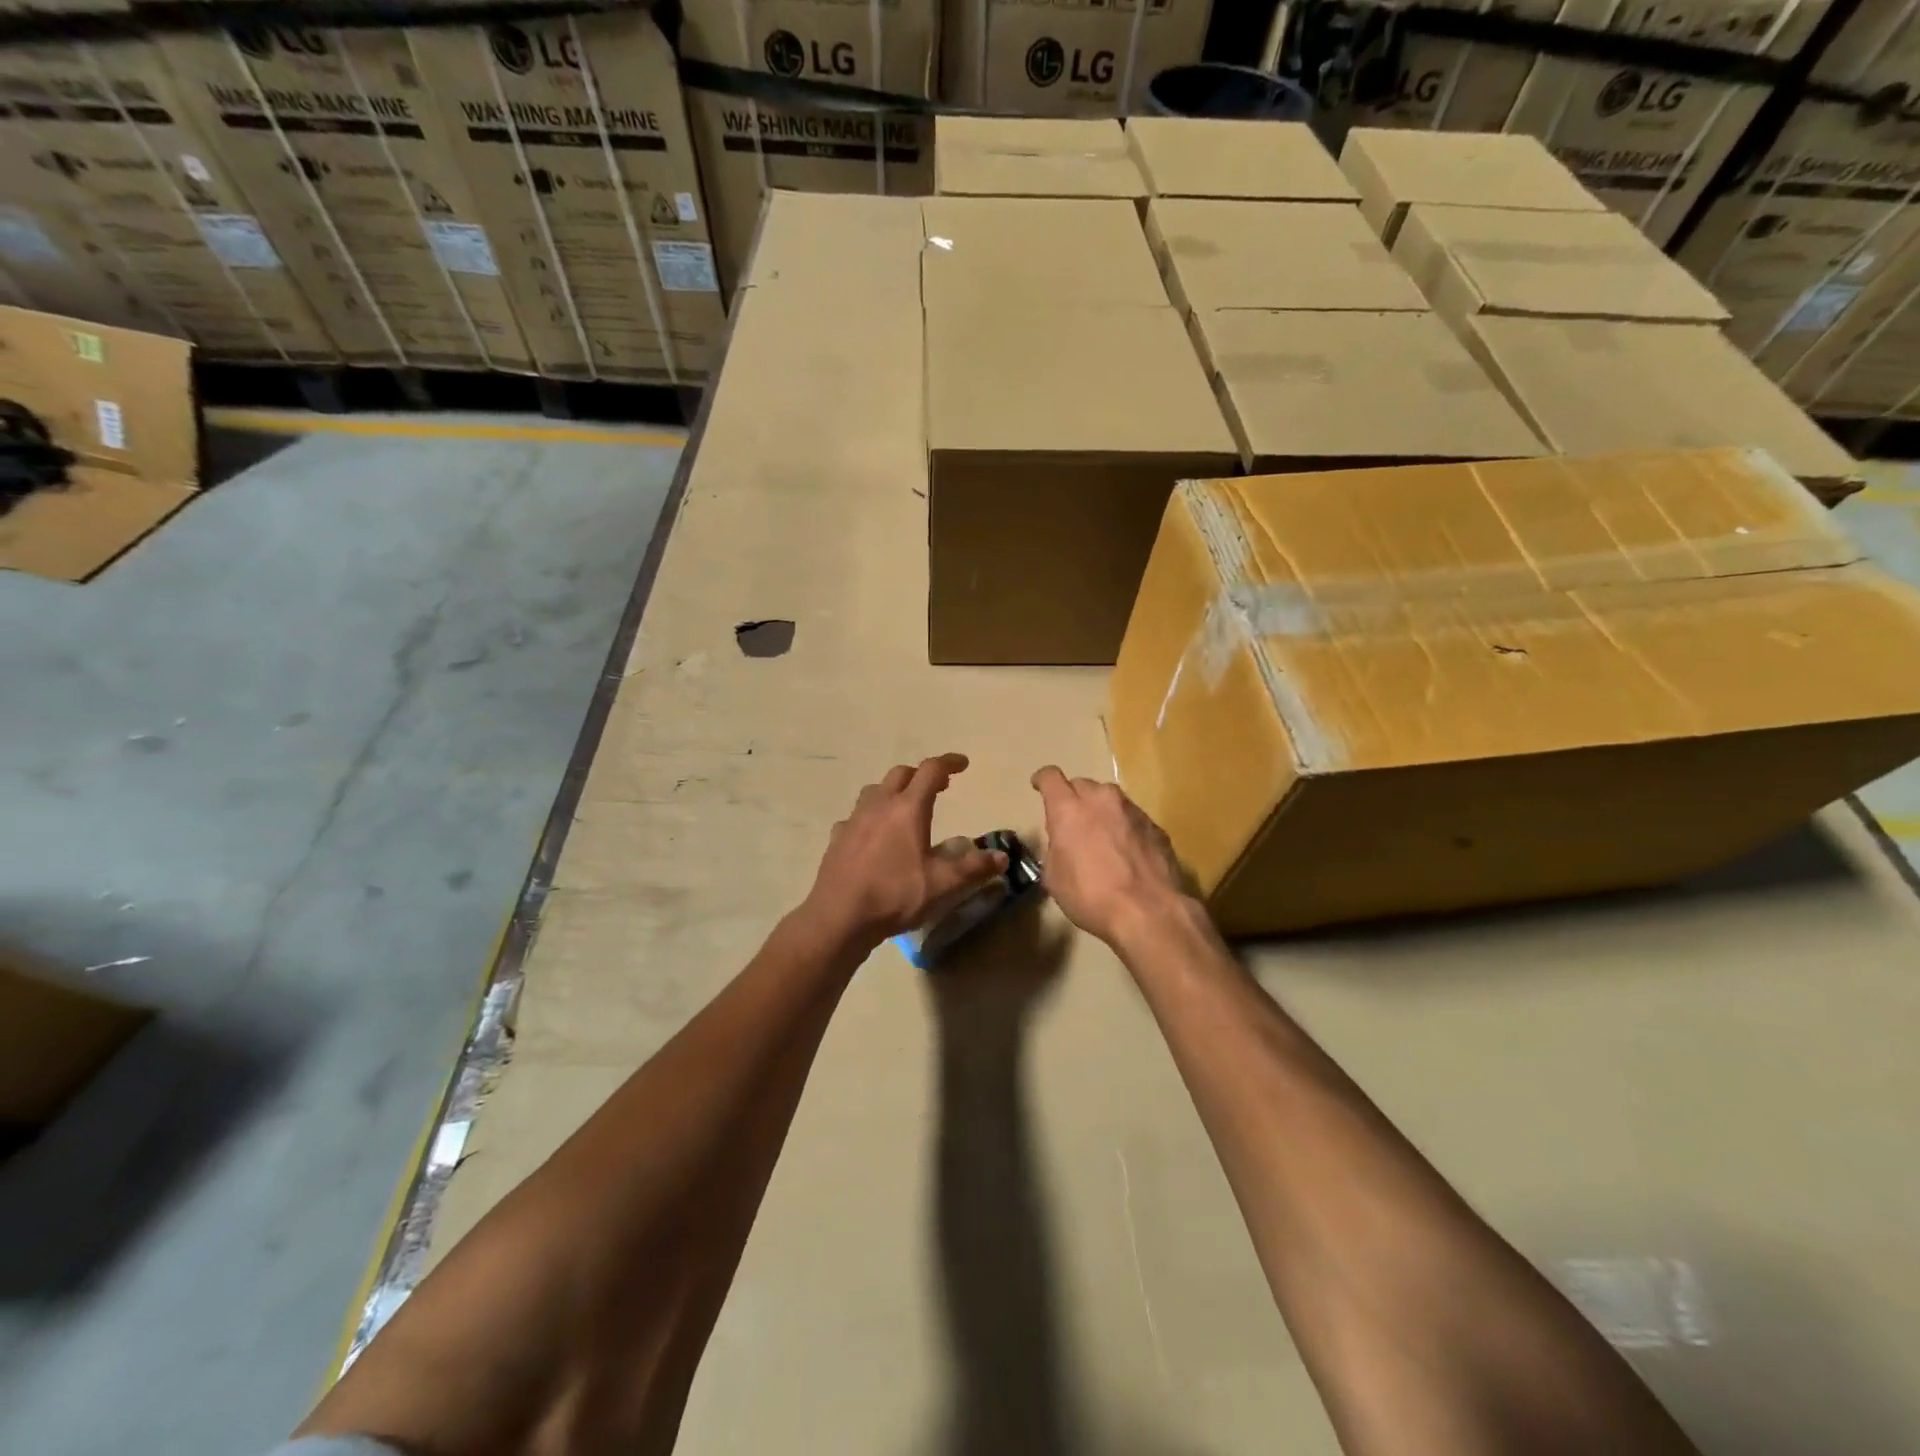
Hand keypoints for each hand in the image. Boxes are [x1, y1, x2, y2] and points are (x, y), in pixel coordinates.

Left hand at [803, 754, 1006, 950]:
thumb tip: (1001, 857)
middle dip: (922, 775)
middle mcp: (879, 805)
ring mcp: (854, 820)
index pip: (931, 770)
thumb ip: (974, 868)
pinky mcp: (837, 837)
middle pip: (901, 774)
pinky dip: (870, 817)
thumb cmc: (895, 895)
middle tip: (939, 787)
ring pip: (875, 790)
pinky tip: (873, 835)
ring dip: (894, 791)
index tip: (963, 764)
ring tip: (905, 807)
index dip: (949, 762)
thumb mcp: (943, 885)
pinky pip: (856, 816)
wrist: (839, 916)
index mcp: (908, 809)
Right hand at [1030, 766, 1193, 946]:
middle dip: (1073, 799)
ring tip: (1101, 837)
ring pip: (1109, 798)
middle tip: (1072, 823)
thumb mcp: (1054, 878)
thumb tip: (1062, 843)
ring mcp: (1131, 810)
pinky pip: (1131, 817)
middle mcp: (1101, 800)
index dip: (1042, 780)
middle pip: (1081, 785)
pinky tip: (1126, 852)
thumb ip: (1054, 849)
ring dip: (1100, 811)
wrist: (1148, 912)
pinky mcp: (1154, 826)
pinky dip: (1123, 827)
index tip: (1038, 787)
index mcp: (1069, 809)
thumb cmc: (1091, 896)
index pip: (1050, 777)